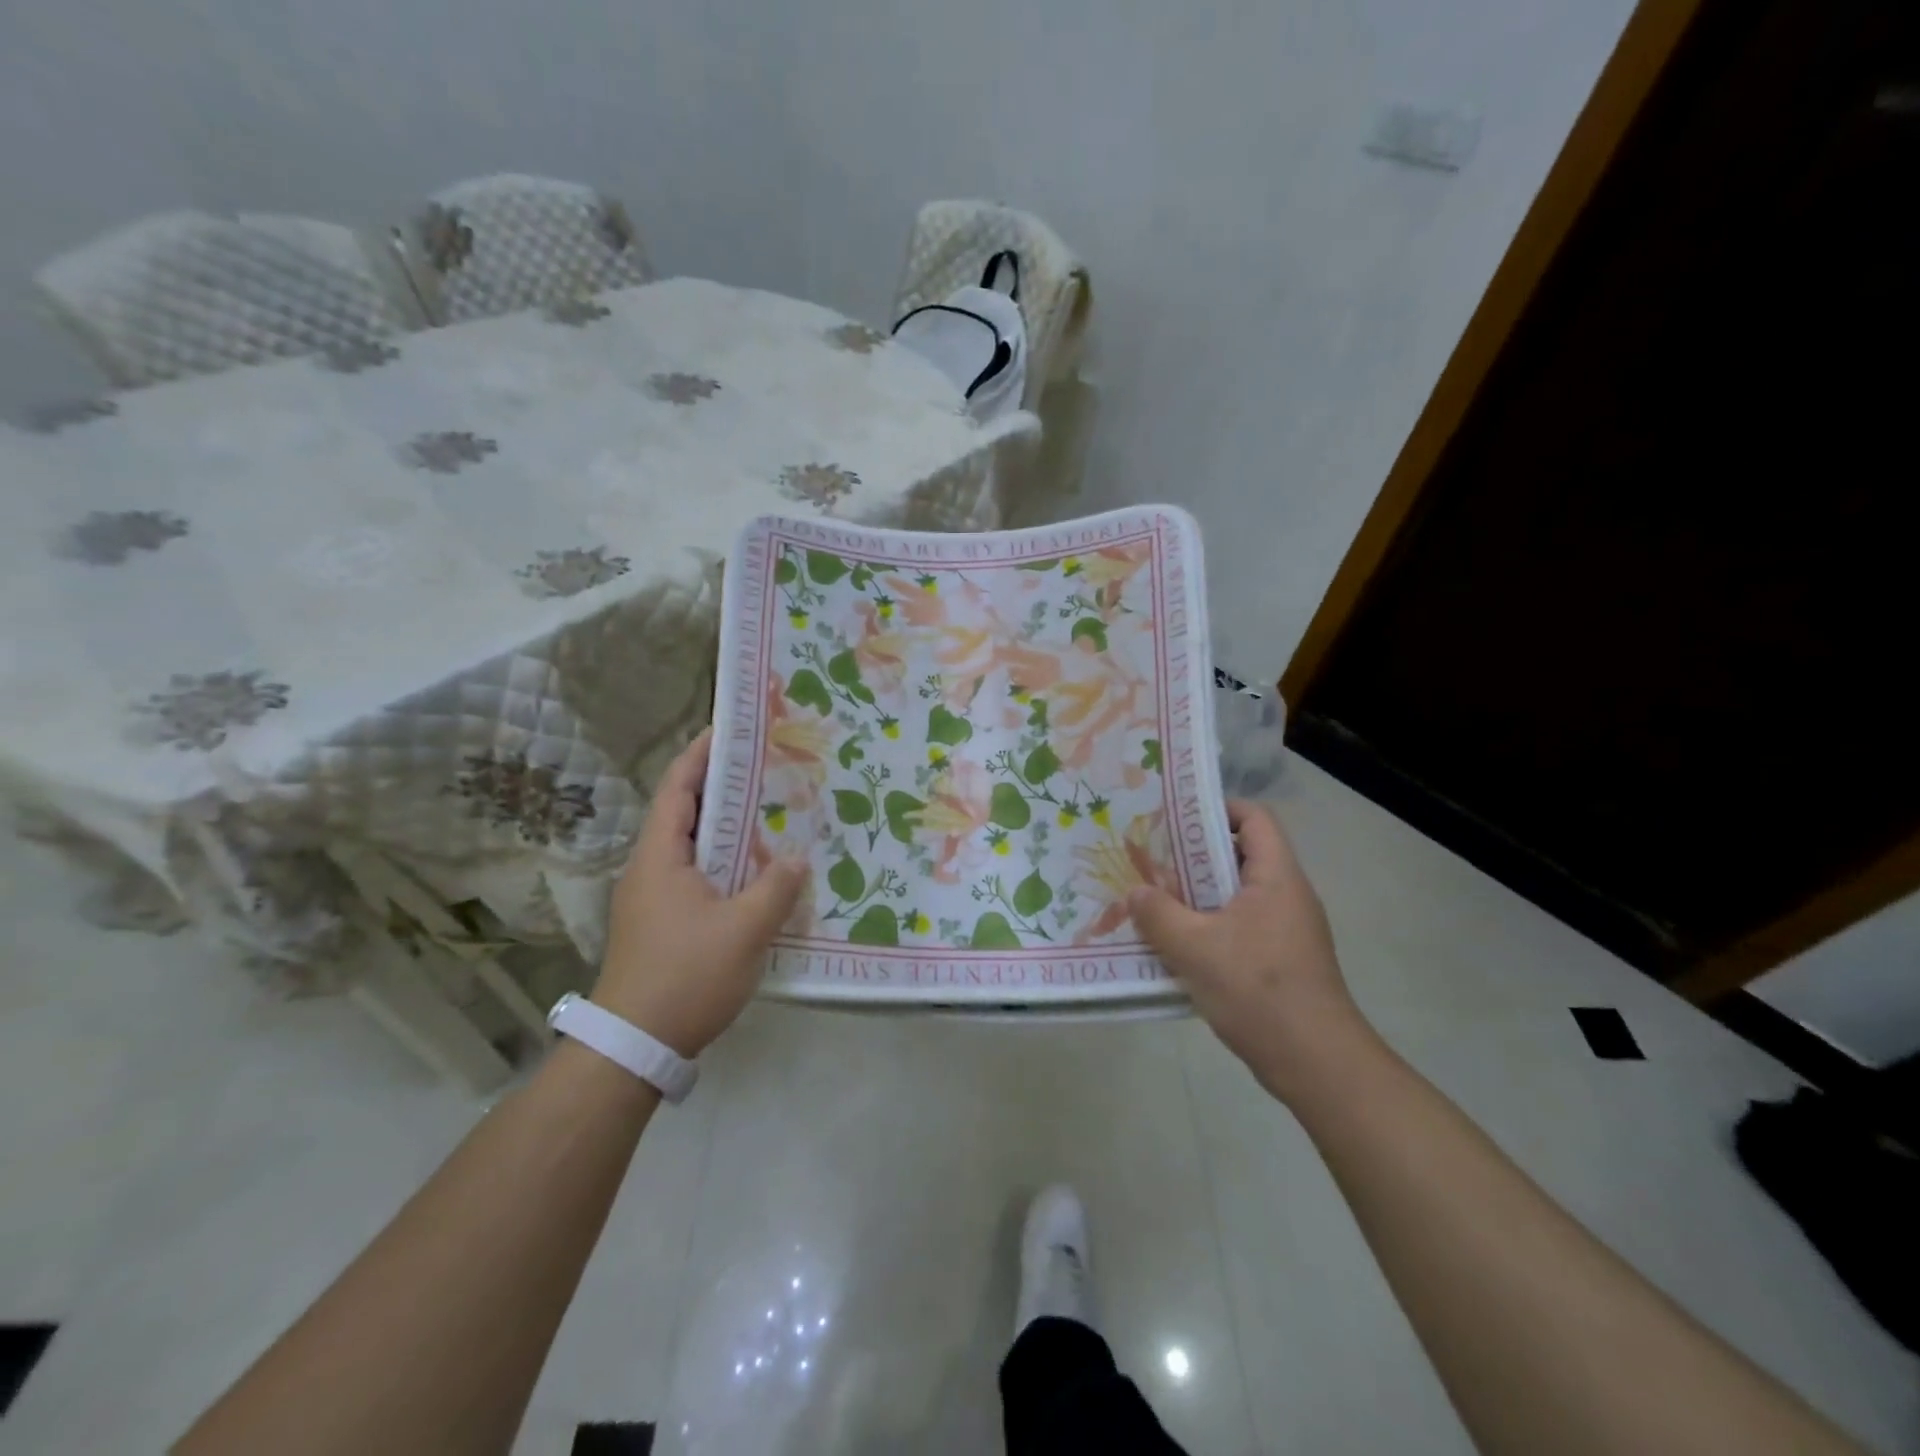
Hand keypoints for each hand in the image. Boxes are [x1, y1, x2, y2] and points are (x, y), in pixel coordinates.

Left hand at [594, 729, 807, 1056]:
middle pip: (686, 812)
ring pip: (694, 846)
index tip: (731, 729)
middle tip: (768, 769)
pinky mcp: (663, 923)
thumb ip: (775, 888)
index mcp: (660, 857)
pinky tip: (758, 871)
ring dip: (728, 827)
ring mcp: (653, 897)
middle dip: (723, 786)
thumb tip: (795, 858)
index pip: (678, 788)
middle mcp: (651, 868)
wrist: (635, 1045)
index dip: (701, 754)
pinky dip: (726, 861)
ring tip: (771, 812)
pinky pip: (698, 874)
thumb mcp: (743, 930)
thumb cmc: (686, 976)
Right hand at [1128, 799, 1368, 1100]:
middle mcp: (1286, 895)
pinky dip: (1207, 926)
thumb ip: (1158, 914)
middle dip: (1192, 856)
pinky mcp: (1280, 961)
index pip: (1254, 818)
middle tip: (1150, 860)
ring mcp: (1286, 930)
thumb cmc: (1259, 991)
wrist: (1316, 1064)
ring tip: (1153, 901)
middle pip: (1240, 855)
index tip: (1173, 819)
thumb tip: (1135, 892)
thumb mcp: (1195, 948)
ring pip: (1235, 895)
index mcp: (1276, 878)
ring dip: (1195, 895)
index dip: (1216, 809)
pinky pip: (1239, 927)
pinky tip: (1175, 945)